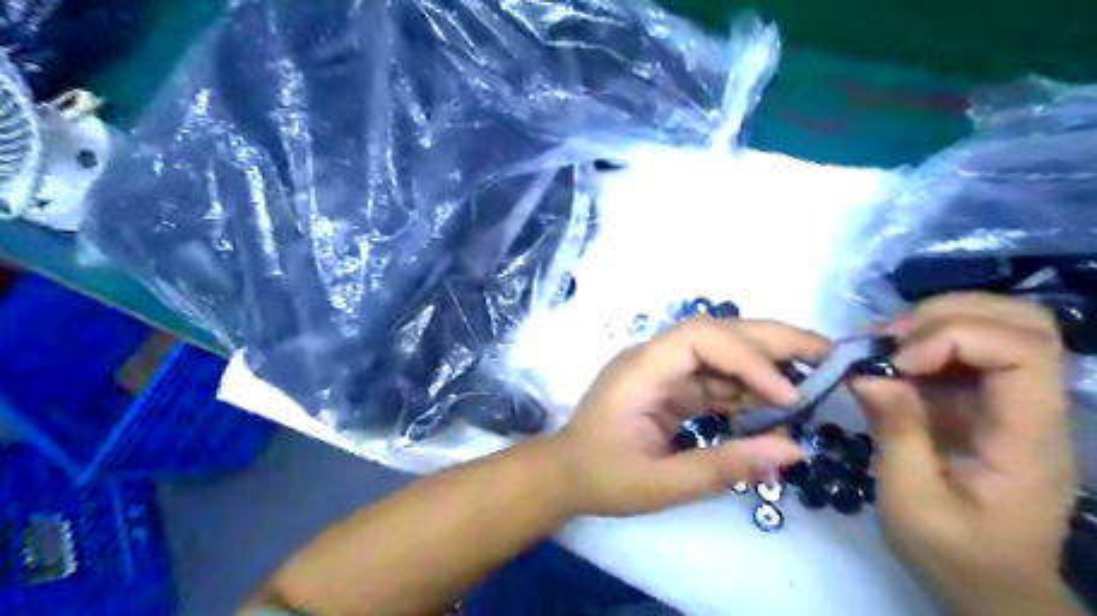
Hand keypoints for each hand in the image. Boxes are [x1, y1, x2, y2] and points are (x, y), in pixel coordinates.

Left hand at [553, 315, 828, 515]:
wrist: (565, 474)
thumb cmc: (602, 477)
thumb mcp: (661, 484)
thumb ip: (723, 466)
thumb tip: (793, 451)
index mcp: (640, 371)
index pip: (700, 339)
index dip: (748, 358)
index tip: (787, 396)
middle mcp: (652, 358)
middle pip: (715, 330)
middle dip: (771, 340)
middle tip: (828, 354)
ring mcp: (661, 370)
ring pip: (720, 350)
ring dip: (764, 363)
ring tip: (812, 380)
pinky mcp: (669, 385)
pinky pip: (713, 377)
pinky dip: (746, 388)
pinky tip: (773, 405)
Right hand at [847, 297, 1076, 611]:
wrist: (990, 584)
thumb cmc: (955, 553)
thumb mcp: (912, 501)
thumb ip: (895, 432)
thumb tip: (867, 374)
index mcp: (1028, 437)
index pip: (1022, 352)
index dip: (953, 338)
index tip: (895, 362)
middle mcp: (1033, 409)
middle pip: (1022, 323)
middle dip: (944, 315)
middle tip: (885, 341)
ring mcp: (1011, 403)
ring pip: (998, 325)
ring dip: (932, 323)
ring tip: (882, 347)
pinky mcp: (984, 404)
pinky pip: (963, 350)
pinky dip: (921, 342)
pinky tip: (887, 363)